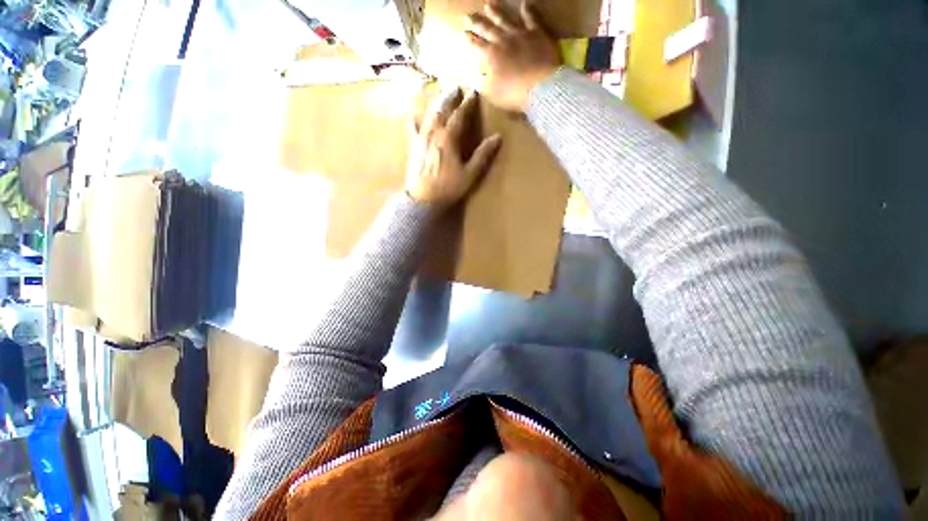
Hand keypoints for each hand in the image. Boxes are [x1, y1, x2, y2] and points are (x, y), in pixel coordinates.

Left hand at [406, 87, 502, 205]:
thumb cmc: (448, 188)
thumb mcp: (470, 174)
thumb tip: (497, 137)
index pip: (459, 115)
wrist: (423, 199)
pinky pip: (412, 126)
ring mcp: (420, 138)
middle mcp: (433, 132)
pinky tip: (415, 115)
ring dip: (436, 103)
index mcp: (448, 138)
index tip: (473, 93)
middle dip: (449, 97)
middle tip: (456, 87)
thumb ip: (482, 155)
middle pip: (441, 109)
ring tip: (441, 96)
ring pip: (428, 114)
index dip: (467, 104)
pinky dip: (416, 118)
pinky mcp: (413, 145)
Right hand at [465, 0, 561, 111]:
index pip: (475, 44)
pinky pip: (531, 18)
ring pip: (505, 18)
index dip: (468, 38)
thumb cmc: (512, 93)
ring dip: (496, 12)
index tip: (462, 33)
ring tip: (488, 5)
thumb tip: (475, 77)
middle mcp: (502, 40)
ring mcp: (519, 34)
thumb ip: (482, 83)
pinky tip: (524, 4)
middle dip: (476, 22)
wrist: (539, 87)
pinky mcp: (536, 33)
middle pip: (486, 28)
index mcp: (489, 55)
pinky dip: (527, 11)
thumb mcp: (491, 93)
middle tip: (468, 16)